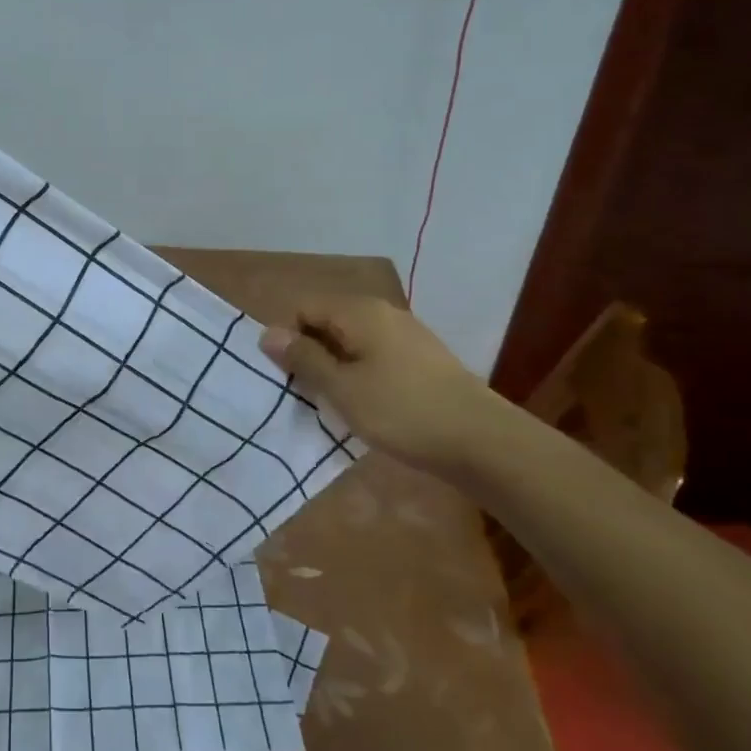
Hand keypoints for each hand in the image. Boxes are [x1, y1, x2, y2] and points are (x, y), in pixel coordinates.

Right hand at [259, 297, 500, 475]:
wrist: (482, 441)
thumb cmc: (401, 411)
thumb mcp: (341, 388)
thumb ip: (303, 358)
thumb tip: (267, 333)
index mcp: (359, 312)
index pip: (303, 308)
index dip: (288, 338)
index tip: (288, 377)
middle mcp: (382, 313)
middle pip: (328, 322)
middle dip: (310, 353)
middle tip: (307, 393)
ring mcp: (406, 335)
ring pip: (352, 341)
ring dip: (335, 367)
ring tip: (335, 403)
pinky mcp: (422, 359)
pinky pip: (375, 355)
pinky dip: (361, 374)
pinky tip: (367, 405)